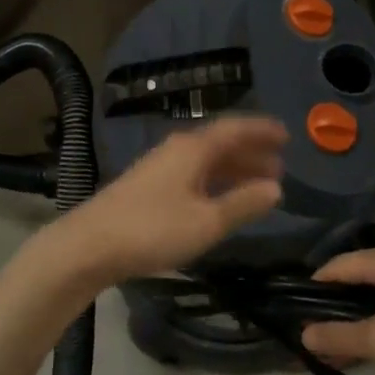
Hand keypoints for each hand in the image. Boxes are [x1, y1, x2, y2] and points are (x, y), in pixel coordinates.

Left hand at [43, 116, 287, 284]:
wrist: (88, 246)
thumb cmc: (152, 230)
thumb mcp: (207, 221)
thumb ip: (243, 204)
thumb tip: (277, 188)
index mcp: (193, 148)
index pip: (235, 128)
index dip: (262, 130)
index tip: (287, 135)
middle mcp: (177, 150)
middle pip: (221, 143)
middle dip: (251, 152)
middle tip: (279, 165)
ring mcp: (160, 167)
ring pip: (206, 160)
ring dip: (234, 169)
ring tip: (258, 184)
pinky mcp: (148, 187)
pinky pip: (193, 174)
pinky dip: (215, 182)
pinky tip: (220, 200)